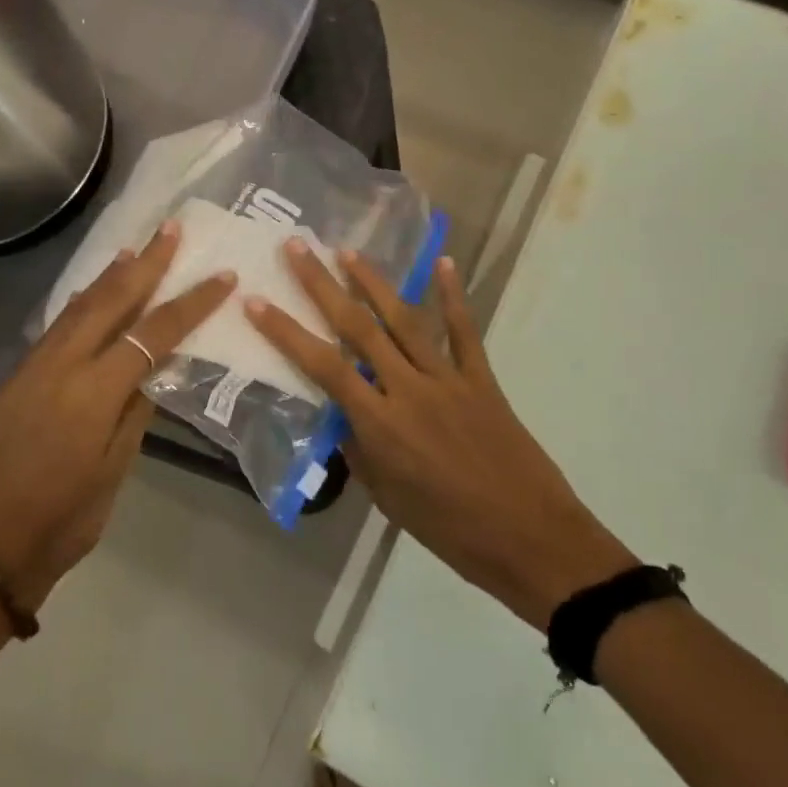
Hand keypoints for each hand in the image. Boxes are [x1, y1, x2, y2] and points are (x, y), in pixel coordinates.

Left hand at [0, 221, 233, 607]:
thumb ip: (138, 407)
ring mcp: (33, 367)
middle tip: (171, 230)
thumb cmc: (68, 517)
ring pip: (78, 306)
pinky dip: (82, 302)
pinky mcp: (18, 376)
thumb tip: (157, 364)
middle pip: (110, 301)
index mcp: (92, 392)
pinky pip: (57, 326)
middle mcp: (60, 365)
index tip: (220, 278)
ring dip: (110, 276)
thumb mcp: (117, 466)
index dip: (190, 304)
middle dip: (146, 264)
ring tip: (136, 249)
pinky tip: (94, 293)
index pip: (152, 334)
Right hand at [246, 244, 635, 628]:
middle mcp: (409, 389)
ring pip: (404, 320)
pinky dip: (453, 296)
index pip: (322, 366)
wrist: (530, 539)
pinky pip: (464, 332)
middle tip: (298, 247)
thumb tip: (343, 415)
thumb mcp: (388, 498)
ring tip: (348, 251)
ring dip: (373, 282)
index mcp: (380, 424)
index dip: (286, 331)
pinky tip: (443, 263)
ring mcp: (448, 379)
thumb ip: (359, 449)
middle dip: (322, 285)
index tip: (257, 301)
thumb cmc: (450, 530)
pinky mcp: (481, 379)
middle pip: (358, 328)